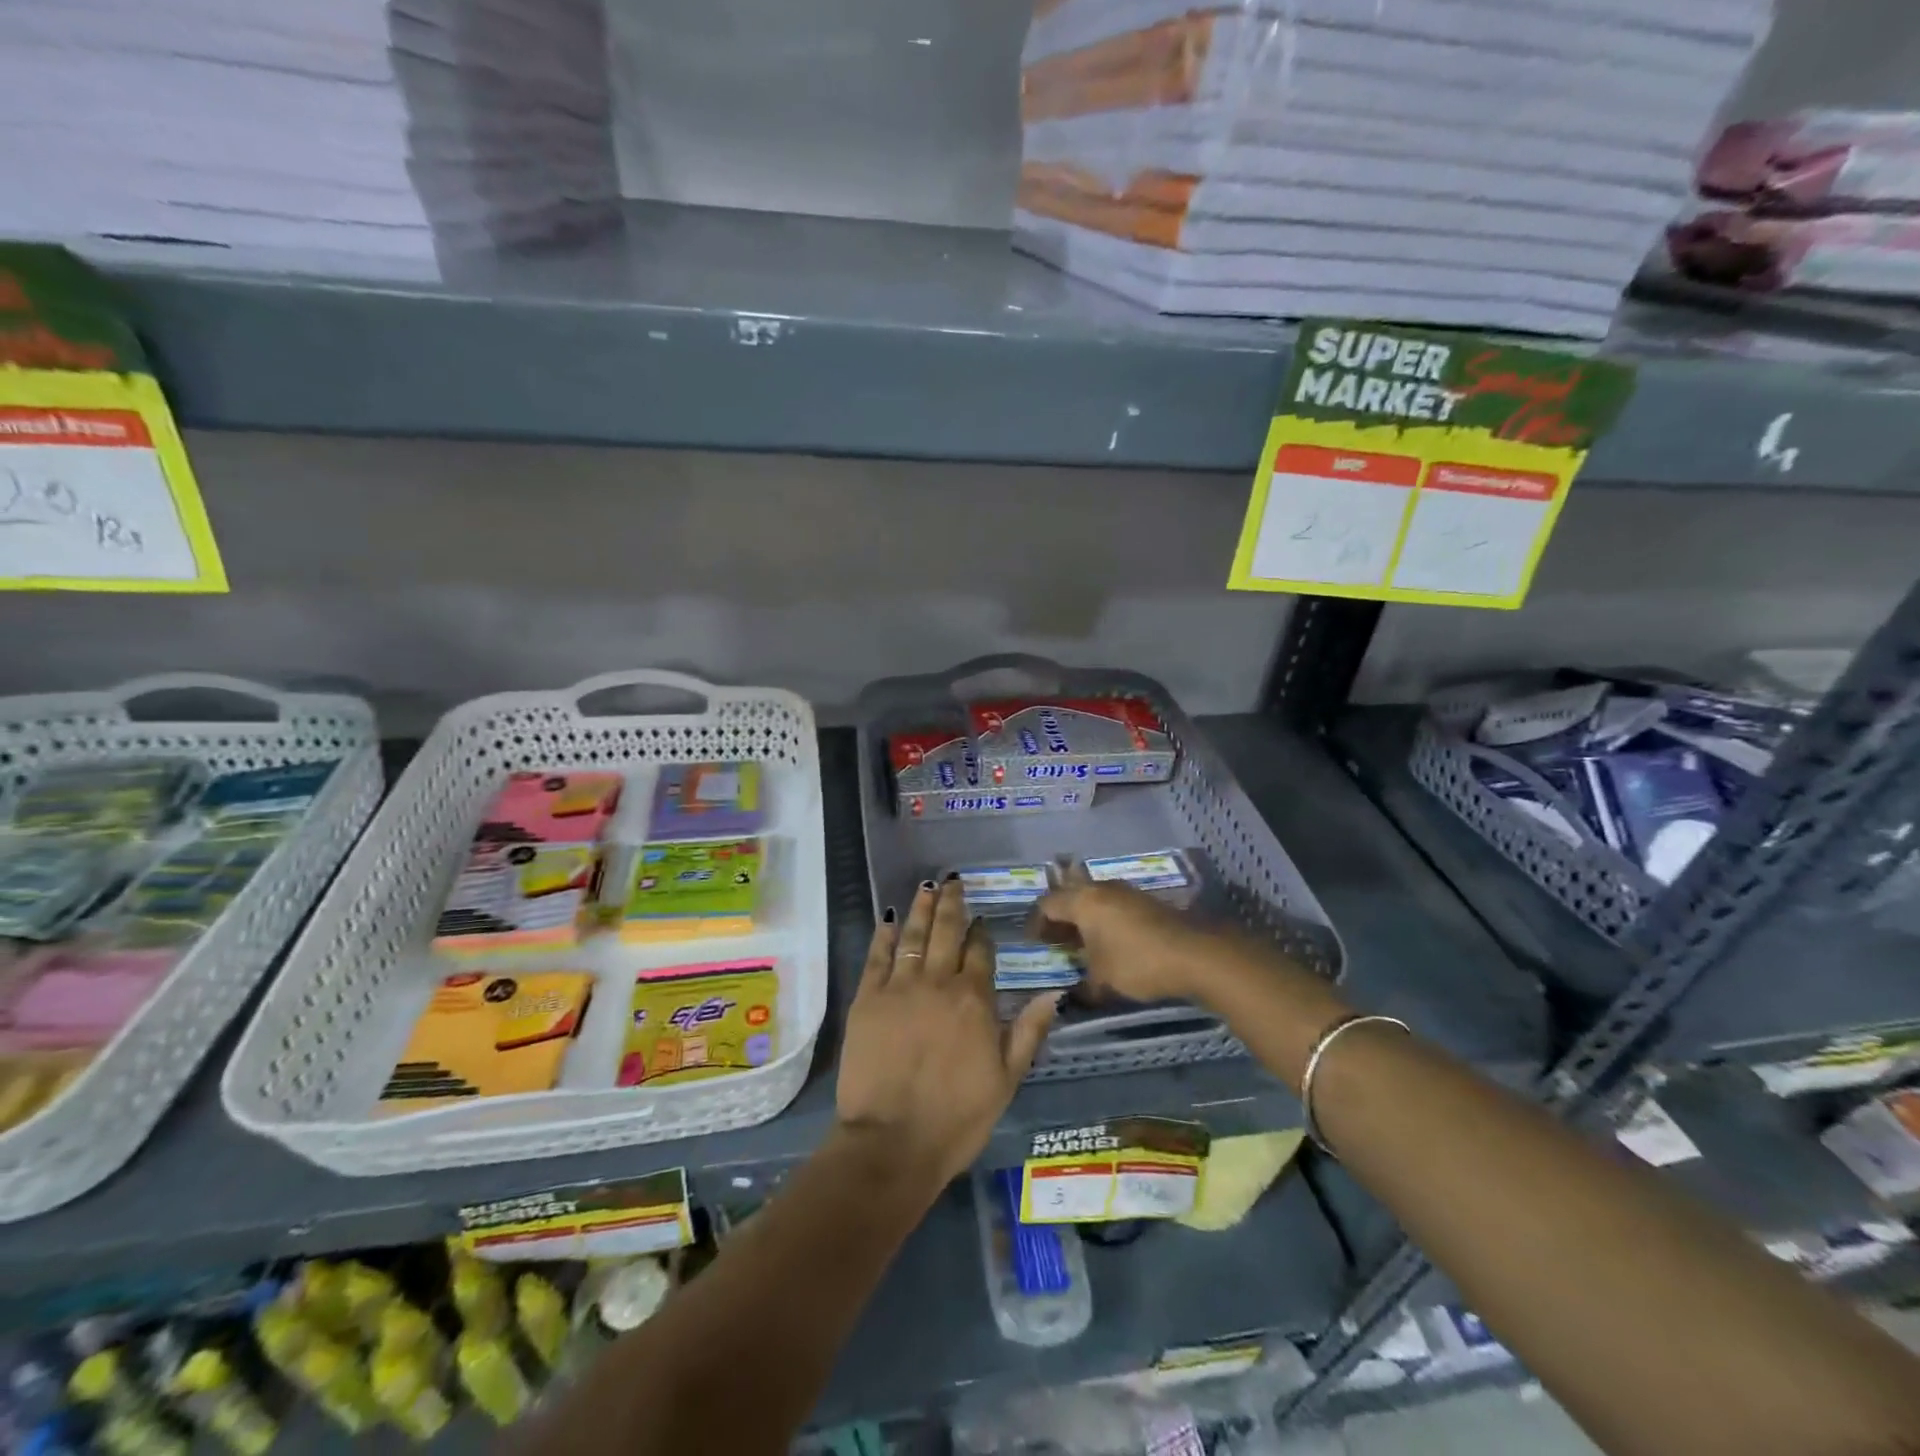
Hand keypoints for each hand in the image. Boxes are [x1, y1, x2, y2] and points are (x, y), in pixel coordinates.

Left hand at [837, 879, 1059, 1187]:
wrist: (892, 1142)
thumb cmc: (957, 1117)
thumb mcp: (1006, 1079)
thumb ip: (1030, 1030)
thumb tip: (1054, 992)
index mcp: (974, 999)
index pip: (981, 952)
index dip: (982, 934)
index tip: (981, 921)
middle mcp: (938, 982)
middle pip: (947, 932)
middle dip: (952, 905)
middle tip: (953, 881)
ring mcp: (899, 987)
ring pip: (914, 935)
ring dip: (922, 909)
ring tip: (927, 887)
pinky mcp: (867, 998)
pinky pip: (877, 956)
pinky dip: (884, 935)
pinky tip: (889, 919)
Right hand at [1027, 874, 1219, 1003]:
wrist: (1195, 954)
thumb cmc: (1137, 963)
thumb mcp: (1102, 980)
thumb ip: (1081, 986)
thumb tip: (1071, 996)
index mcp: (1083, 901)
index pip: (1047, 904)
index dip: (1036, 923)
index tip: (1034, 943)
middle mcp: (1101, 889)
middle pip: (1069, 896)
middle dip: (1059, 918)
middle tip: (1054, 941)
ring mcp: (1126, 892)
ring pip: (1093, 899)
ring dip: (1082, 918)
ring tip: (1080, 944)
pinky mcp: (1145, 902)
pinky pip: (1112, 905)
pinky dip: (1102, 920)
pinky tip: (1107, 943)